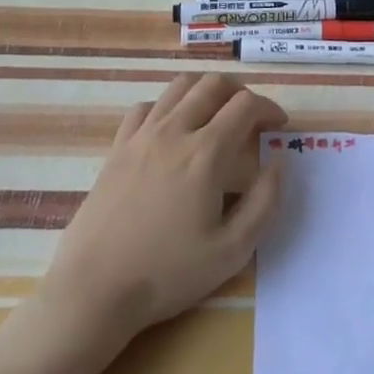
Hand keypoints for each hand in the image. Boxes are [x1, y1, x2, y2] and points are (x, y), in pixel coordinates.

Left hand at [37, 74, 286, 350]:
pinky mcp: (117, 148)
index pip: (246, 105)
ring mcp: (141, 136)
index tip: (279, 126)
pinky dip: (168, 106)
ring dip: (206, 92)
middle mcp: (174, 132)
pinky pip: (146, 106)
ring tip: (217, 115)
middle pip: (213, 84)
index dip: (269, 108)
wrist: (94, 289)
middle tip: (251, 118)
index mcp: (206, 153)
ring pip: (180, 87)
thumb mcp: (232, 251)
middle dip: (241, 92)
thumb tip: (278, 163)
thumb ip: (265, 202)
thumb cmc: (167, 273)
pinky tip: (173, 129)